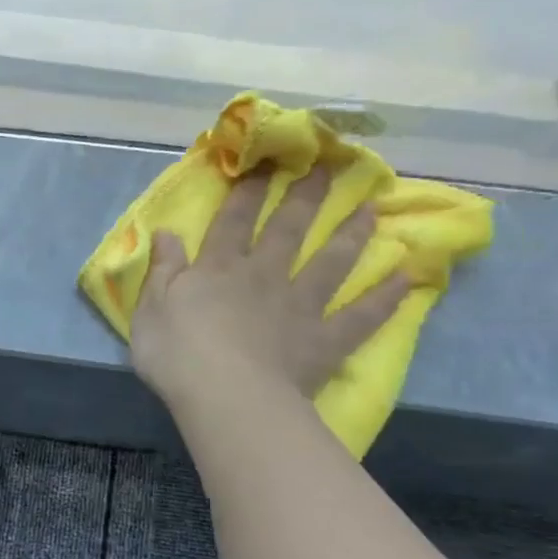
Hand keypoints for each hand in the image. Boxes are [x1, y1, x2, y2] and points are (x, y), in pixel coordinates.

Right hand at [130, 166, 407, 423]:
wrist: (226, 397)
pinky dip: (385, 298)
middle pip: (289, 230)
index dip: (249, 190)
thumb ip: (162, 270)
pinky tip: (407, 277)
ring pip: (330, 263)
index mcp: (219, 270)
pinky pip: (360, 316)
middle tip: (330, 167)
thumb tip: (166, 231)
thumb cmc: (177, 354)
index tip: (267, 161)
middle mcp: (264, 277)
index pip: (234, 221)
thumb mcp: (150, 310)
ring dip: (351, 235)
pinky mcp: (324, 341)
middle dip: (307, 196)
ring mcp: (299, 307)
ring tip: (372, 209)